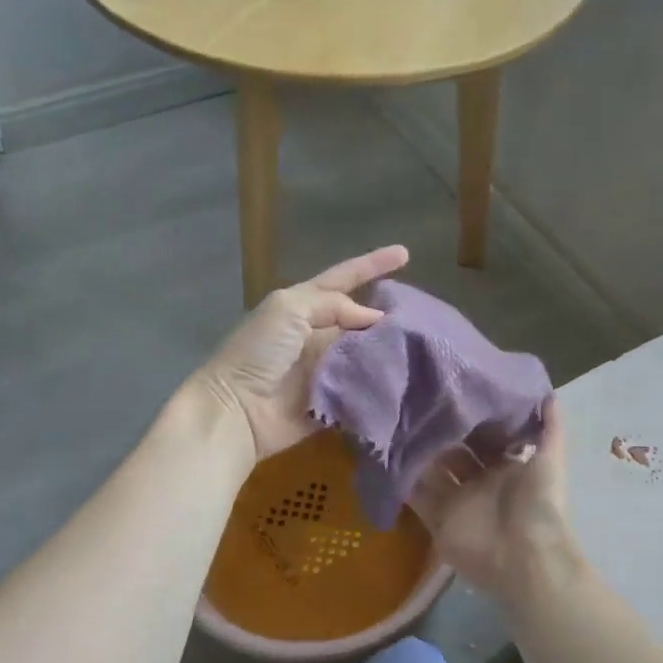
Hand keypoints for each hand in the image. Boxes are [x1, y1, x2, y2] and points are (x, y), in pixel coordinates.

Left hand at [193, 245, 409, 461]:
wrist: (238, 408)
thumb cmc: (259, 352)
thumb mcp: (289, 309)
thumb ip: (333, 304)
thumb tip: (373, 317)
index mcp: (304, 306)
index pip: (343, 279)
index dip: (372, 265)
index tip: (405, 253)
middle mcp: (317, 334)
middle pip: (360, 318)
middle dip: (388, 315)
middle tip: (422, 315)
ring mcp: (325, 368)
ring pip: (366, 353)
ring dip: (390, 349)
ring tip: (423, 346)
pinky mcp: (332, 400)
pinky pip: (363, 387)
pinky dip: (382, 382)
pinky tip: (410, 377)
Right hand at [411, 395, 578, 600]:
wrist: (522, 557)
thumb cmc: (537, 504)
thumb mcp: (549, 461)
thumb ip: (550, 428)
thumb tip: (549, 393)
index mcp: (506, 466)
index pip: (485, 436)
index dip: (472, 418)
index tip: (453, 390)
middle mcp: (480, 481)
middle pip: (455, 452)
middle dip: (440, 432)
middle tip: (419, 403)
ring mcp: (457, 501)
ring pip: (432, 471)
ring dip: (418, 453)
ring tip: (397, 423)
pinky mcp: (437, 520)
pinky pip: (416, 497)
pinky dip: (403, 482)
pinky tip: (387, 457)